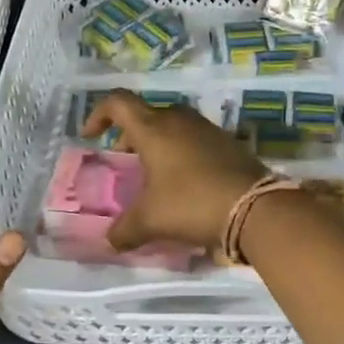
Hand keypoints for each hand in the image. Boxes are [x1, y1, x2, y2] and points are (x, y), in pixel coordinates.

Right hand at [80, 90, 267, 248]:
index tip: (90, 136)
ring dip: (157, 143)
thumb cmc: (191, 204)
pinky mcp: (226, 141)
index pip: (118, 103)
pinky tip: (183, 181)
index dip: (99, 114)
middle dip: (129, 135)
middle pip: (146, 115)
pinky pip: (193, 138)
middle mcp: (178, 120)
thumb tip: (110, 241)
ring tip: (153, 174)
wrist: (253, 206)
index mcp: (153, 128)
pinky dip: (180, 152)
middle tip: (124, 160)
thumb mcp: (150, 221)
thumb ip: (124, 230)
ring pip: (171, 126)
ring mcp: (205, 128)